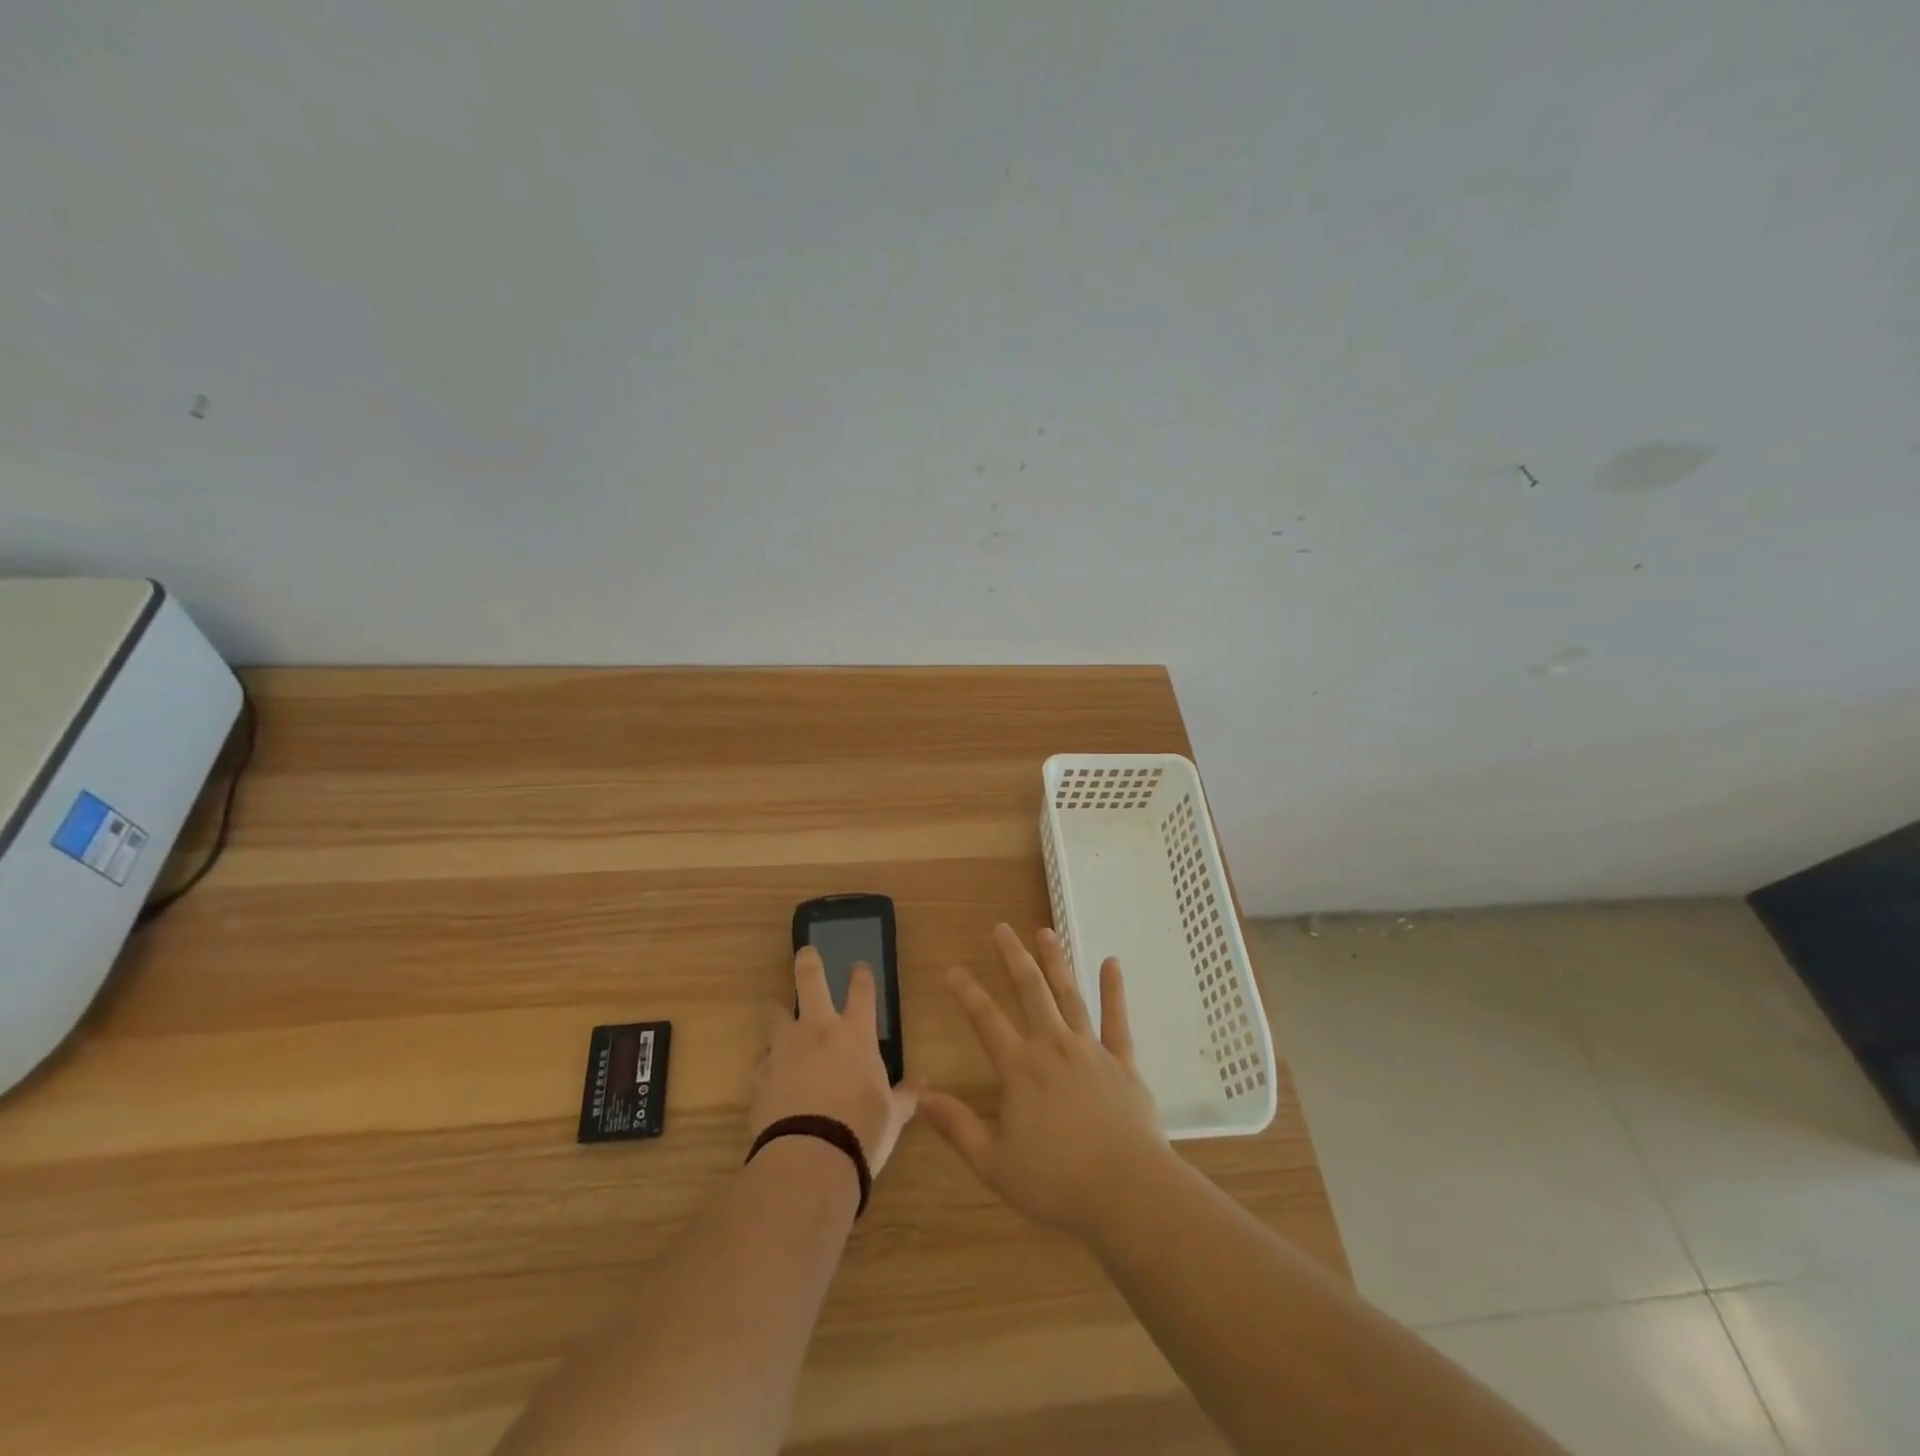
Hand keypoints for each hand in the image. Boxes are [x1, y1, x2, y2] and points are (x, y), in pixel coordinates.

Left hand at [750, 948, 919, 1175]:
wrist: (809, 1159)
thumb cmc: (862, 1131)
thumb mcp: (893, 1115)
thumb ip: (906, 1095)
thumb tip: (923, 1083)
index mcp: (856, 1034)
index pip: (862, 992)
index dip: (861, 976)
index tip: (859, 966)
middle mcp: (818, 1031)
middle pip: (810, 982)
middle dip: (808, 963)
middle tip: (805, 952)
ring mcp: (785, 1051)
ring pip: (776, 1016)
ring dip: (778, 1011)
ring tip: (776, 1009)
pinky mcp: (761, 1076)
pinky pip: (763, 1060)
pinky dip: (768, 1061)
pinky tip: (770, 1071)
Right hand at [922, 924, 1166, 1239]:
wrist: (1127, 1191)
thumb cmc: (1056, 1181)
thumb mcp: (994, 1163)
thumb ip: (957, 1127)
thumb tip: (922, 1098)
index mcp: (1020, 1069)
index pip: (986, 1020)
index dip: (967, 993)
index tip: (953, 969)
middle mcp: (1053, 1047)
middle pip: (1030, 992)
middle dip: (1013, 958)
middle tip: (1002, 929)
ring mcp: (1090, 1050)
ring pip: (1069, 995)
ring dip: (1056, 962)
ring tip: (1046, 932)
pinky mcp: (1122, 1062)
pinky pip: (1116, 1019)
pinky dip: (1113, 990)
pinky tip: (1111, 963)